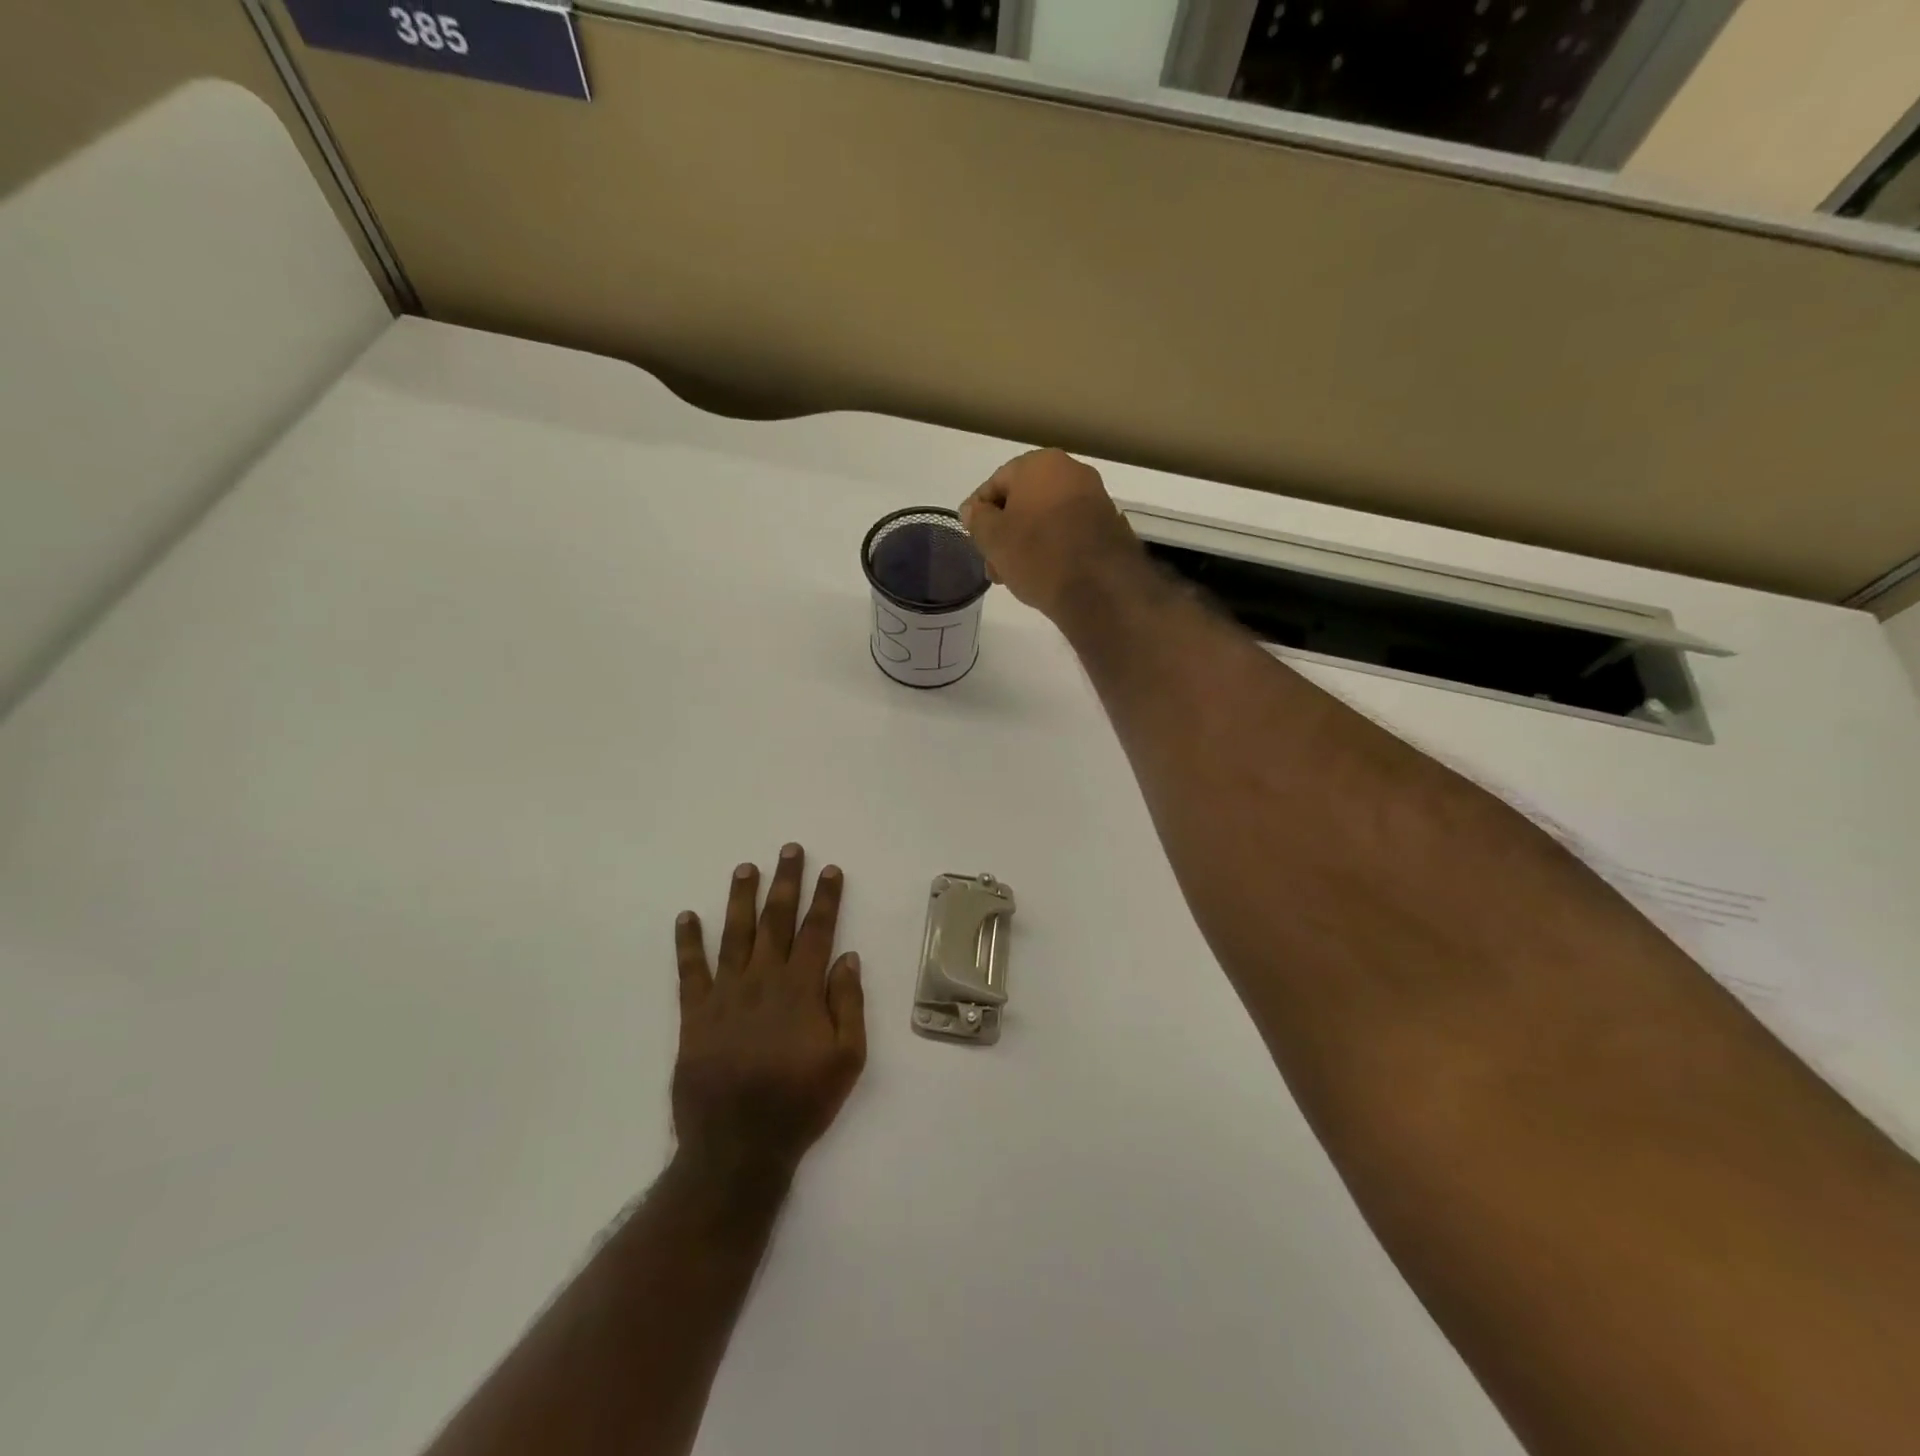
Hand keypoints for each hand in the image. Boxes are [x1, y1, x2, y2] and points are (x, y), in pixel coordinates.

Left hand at [672, 844, 865, 1190]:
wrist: (738, 1147)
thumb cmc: (800, 1103)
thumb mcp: (846, 1060)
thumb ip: (848, 1005)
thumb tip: (847, 958)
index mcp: (801, 990)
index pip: (817, 931)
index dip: (825, 899)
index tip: (830, 869)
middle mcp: (763, 981)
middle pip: (776, 921)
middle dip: (785, 883)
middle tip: (789, 850)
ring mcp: (726, 995)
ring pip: (735, 934)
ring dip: (741, 898)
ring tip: (745, 868)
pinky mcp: (695, 1015)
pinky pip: (690, 971)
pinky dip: (687, 942)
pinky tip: (686, 917)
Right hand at [960, 449, 1147, 621]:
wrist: (1100, 588)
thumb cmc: (1038, 555)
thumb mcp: (994, 539)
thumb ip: (978, 519)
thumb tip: (973, 510)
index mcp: (1040, 464)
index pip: (995, 484)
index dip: (978, 513)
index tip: (972, 539)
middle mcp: (1071, 471)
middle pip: (1023, 502)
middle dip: (1004, 533)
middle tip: (993, 564)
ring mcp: (1094, 498)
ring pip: (1046, 519)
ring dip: (1026, 543)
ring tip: (1015, 575)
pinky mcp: (1109, 526)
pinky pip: (1068, 532)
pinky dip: (1053, 548)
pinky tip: (1043, 574)